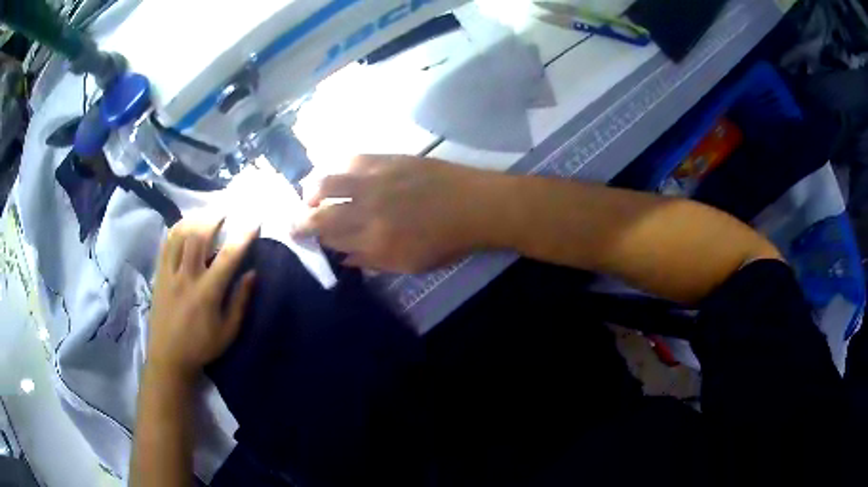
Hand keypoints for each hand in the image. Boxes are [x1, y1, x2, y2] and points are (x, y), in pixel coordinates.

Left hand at [147, 218, 256, 381]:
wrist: (168, 356)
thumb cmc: (202, 347)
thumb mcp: (228, 332)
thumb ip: (240, 302)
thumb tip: (253, 274)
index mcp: (207, 294)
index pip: (228, 257)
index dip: (243, 235)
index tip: (255, 219)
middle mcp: (187, 278)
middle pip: (199, 235)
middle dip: (215, 216)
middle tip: (227, 208)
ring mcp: (169, 273)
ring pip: (180, 234)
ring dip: (196, 218)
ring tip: (207, 212)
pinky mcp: (159, 274)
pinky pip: (166, 243)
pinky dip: (177, 228)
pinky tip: (186, 224)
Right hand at [296, 155, 504, 273]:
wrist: (476, 205)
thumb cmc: (445, 241)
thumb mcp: (408, 264)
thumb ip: (371, 261)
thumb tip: (342, 257)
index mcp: (374, 239)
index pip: (328, 236)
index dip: (307, 234)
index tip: (296, 233)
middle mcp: (367, 208)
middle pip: (319, 209)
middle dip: (300, 214)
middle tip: (296, 216)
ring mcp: (375, 179)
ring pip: (327, 180)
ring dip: (311, 188)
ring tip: (310, 193)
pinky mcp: (387, 158)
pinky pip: (350, 158)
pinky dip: (334, 166)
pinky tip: (334, 172)